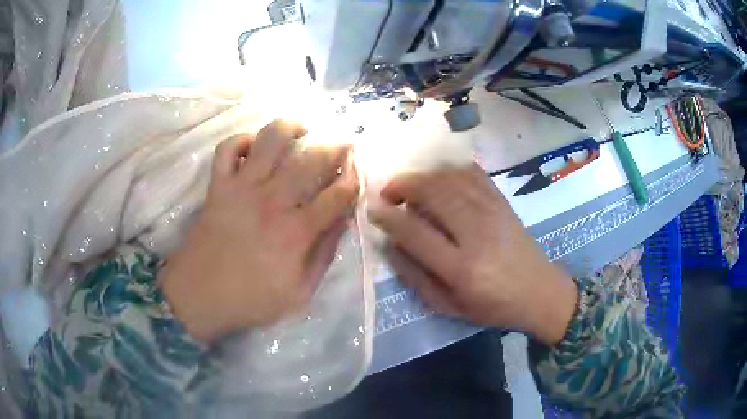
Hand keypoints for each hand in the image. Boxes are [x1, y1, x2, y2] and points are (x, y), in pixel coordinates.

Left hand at [161, 120, 358, 343]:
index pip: (337, 195)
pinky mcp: (218, 186)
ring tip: (301, 130)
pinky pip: (228, 149)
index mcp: (296, 231)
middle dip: (335, 147)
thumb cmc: (250, 300)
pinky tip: (254, 146)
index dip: (353, 181)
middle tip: (343, 143)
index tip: (358, 174)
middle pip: (311, 160)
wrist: (199, 296)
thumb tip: (342, 221)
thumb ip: (324, 255)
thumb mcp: (299, 293)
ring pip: (270, 141)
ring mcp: (242, 188)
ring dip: (290, 128)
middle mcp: (272, 200)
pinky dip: (241, 140)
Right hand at [368, 164, 576, 345]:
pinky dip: (450, 169)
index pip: (415, 232)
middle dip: (403, 185)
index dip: (389, 217)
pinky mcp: (503, 202)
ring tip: (409, 185)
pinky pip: (473, 173)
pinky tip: (439, 176)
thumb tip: (390, 243)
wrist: (539, 292)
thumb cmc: (492, 306)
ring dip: (423, 176)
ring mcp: (493, 212)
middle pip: (433, 194)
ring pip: (450, 179)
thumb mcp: (448, 306)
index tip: (373, 210)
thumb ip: (415, 277)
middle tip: (388, 192)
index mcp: (461, 268)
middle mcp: (476, 234)